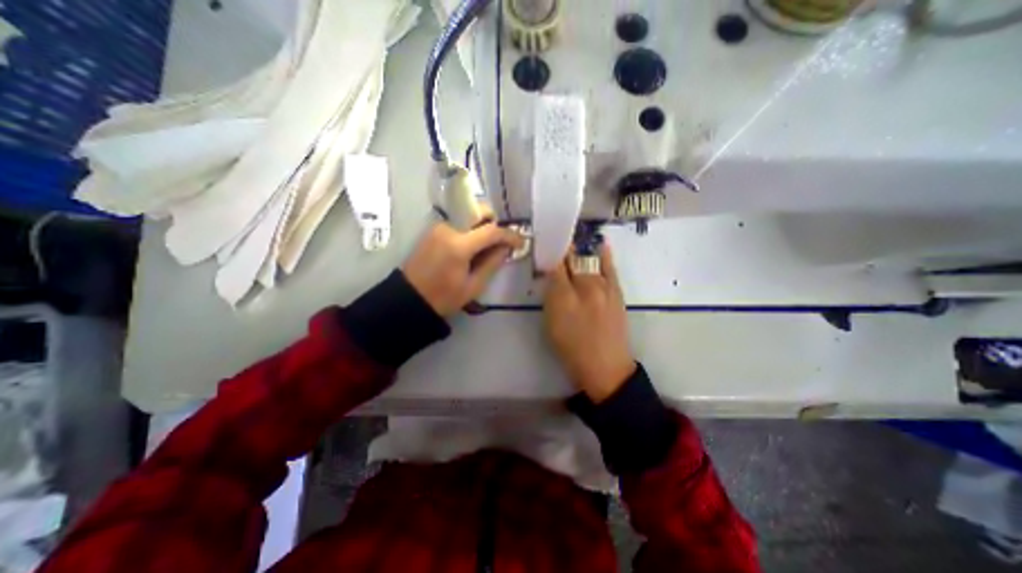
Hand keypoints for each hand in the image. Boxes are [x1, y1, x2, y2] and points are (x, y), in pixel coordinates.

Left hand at [402, 222, 521, 317]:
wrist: (409, 298)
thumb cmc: (443, 298)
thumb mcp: (473, 286)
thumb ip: (492, 263)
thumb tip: (506, 248)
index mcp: (459, 246)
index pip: (491, 231)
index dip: (509, 235)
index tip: (520, 243)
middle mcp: (448, 229)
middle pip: (479, 212)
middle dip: (494, 223)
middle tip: (500, 242)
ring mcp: (438, 226)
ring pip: (469, 216)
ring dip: (482, 226)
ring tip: (485, 247)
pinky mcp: (433, 229)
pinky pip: (459, 222)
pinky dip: (470, 229)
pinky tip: (471, 247)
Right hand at [538, 243, 636, 402]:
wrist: (605, 366)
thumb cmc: (571, 348)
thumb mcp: (551, 324)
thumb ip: (551, 297)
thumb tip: (553, 277)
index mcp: (563, 297)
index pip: (555, 268)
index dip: (551, 257)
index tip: (547, 251)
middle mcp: (583, 288)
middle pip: (572, 262)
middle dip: (564, 254)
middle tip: (559, 249)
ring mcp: (603, 289)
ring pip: (589, 263)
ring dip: (580, 254)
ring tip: (574, 246)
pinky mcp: (617, 293)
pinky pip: (610, 269)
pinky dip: (605, 256)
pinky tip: (601, 245)